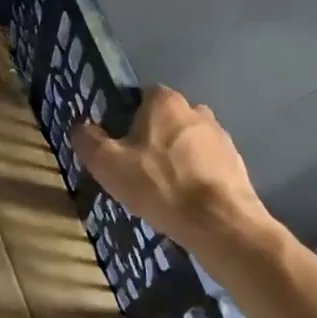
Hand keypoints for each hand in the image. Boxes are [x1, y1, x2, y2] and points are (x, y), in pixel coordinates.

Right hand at [71, 85, 274, 252]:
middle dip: (152, 137)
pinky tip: (185, 198)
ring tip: (162, 187)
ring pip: (187, 141)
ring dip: (175, 157)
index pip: (141, 96)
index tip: (119, 142)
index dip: (127, 117)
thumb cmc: (158, 185)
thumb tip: (79, 126)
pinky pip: (206, 163)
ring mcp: (221, 136)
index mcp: (165, 102)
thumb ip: (88, 140)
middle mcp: (197, 110)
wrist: (218, 222)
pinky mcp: (236, 163)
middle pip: (166, 118)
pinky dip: (195, 175)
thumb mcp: (107, 164)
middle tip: (137, 167)